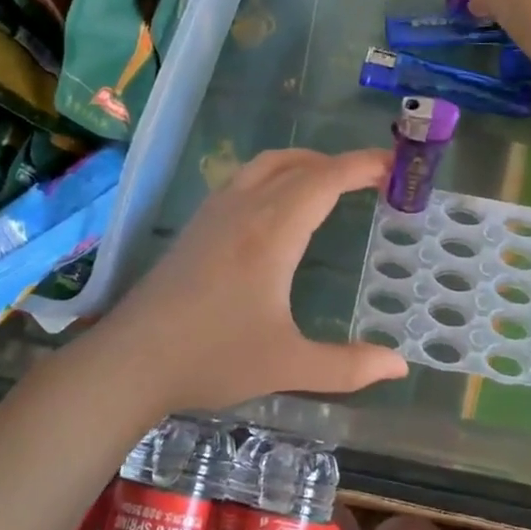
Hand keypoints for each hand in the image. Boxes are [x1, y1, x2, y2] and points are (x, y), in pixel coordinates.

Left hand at [92, 149, 408, 414]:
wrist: (131, 360)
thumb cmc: (212, 358)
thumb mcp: (287, 366)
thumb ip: (347, 366)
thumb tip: (399, 366)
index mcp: (272, 232)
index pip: (325, 180)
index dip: (362, 165)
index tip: (393, 164)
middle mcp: (244, 209)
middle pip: (297, 164)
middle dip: (338, 163)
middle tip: (373, 178)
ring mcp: (214, 213)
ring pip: (265, 165)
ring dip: (304, 164)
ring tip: (331, 183)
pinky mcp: (196, 226)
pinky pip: (243, 180)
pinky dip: (275, 175)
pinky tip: (279, 206)